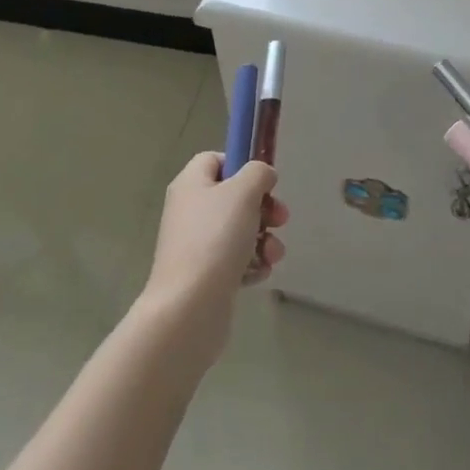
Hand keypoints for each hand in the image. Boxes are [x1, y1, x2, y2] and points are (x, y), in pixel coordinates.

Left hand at [139, 153, 288, 365]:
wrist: (188, 309)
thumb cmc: (215, 239)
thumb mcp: (244, 192)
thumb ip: (258, 173)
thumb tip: (262, 177)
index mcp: (191, 184)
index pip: (215, 159)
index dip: (241, 164)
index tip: (264, 181)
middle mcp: (189, 211)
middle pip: (232, 197)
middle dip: (263, 207)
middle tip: (280, 218)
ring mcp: (195, 246)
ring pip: (238, 231)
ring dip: (264, 239)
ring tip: (274, 254)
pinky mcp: (204, 277)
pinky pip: (234, 261)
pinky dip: (252, 264)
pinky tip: (260, 273)